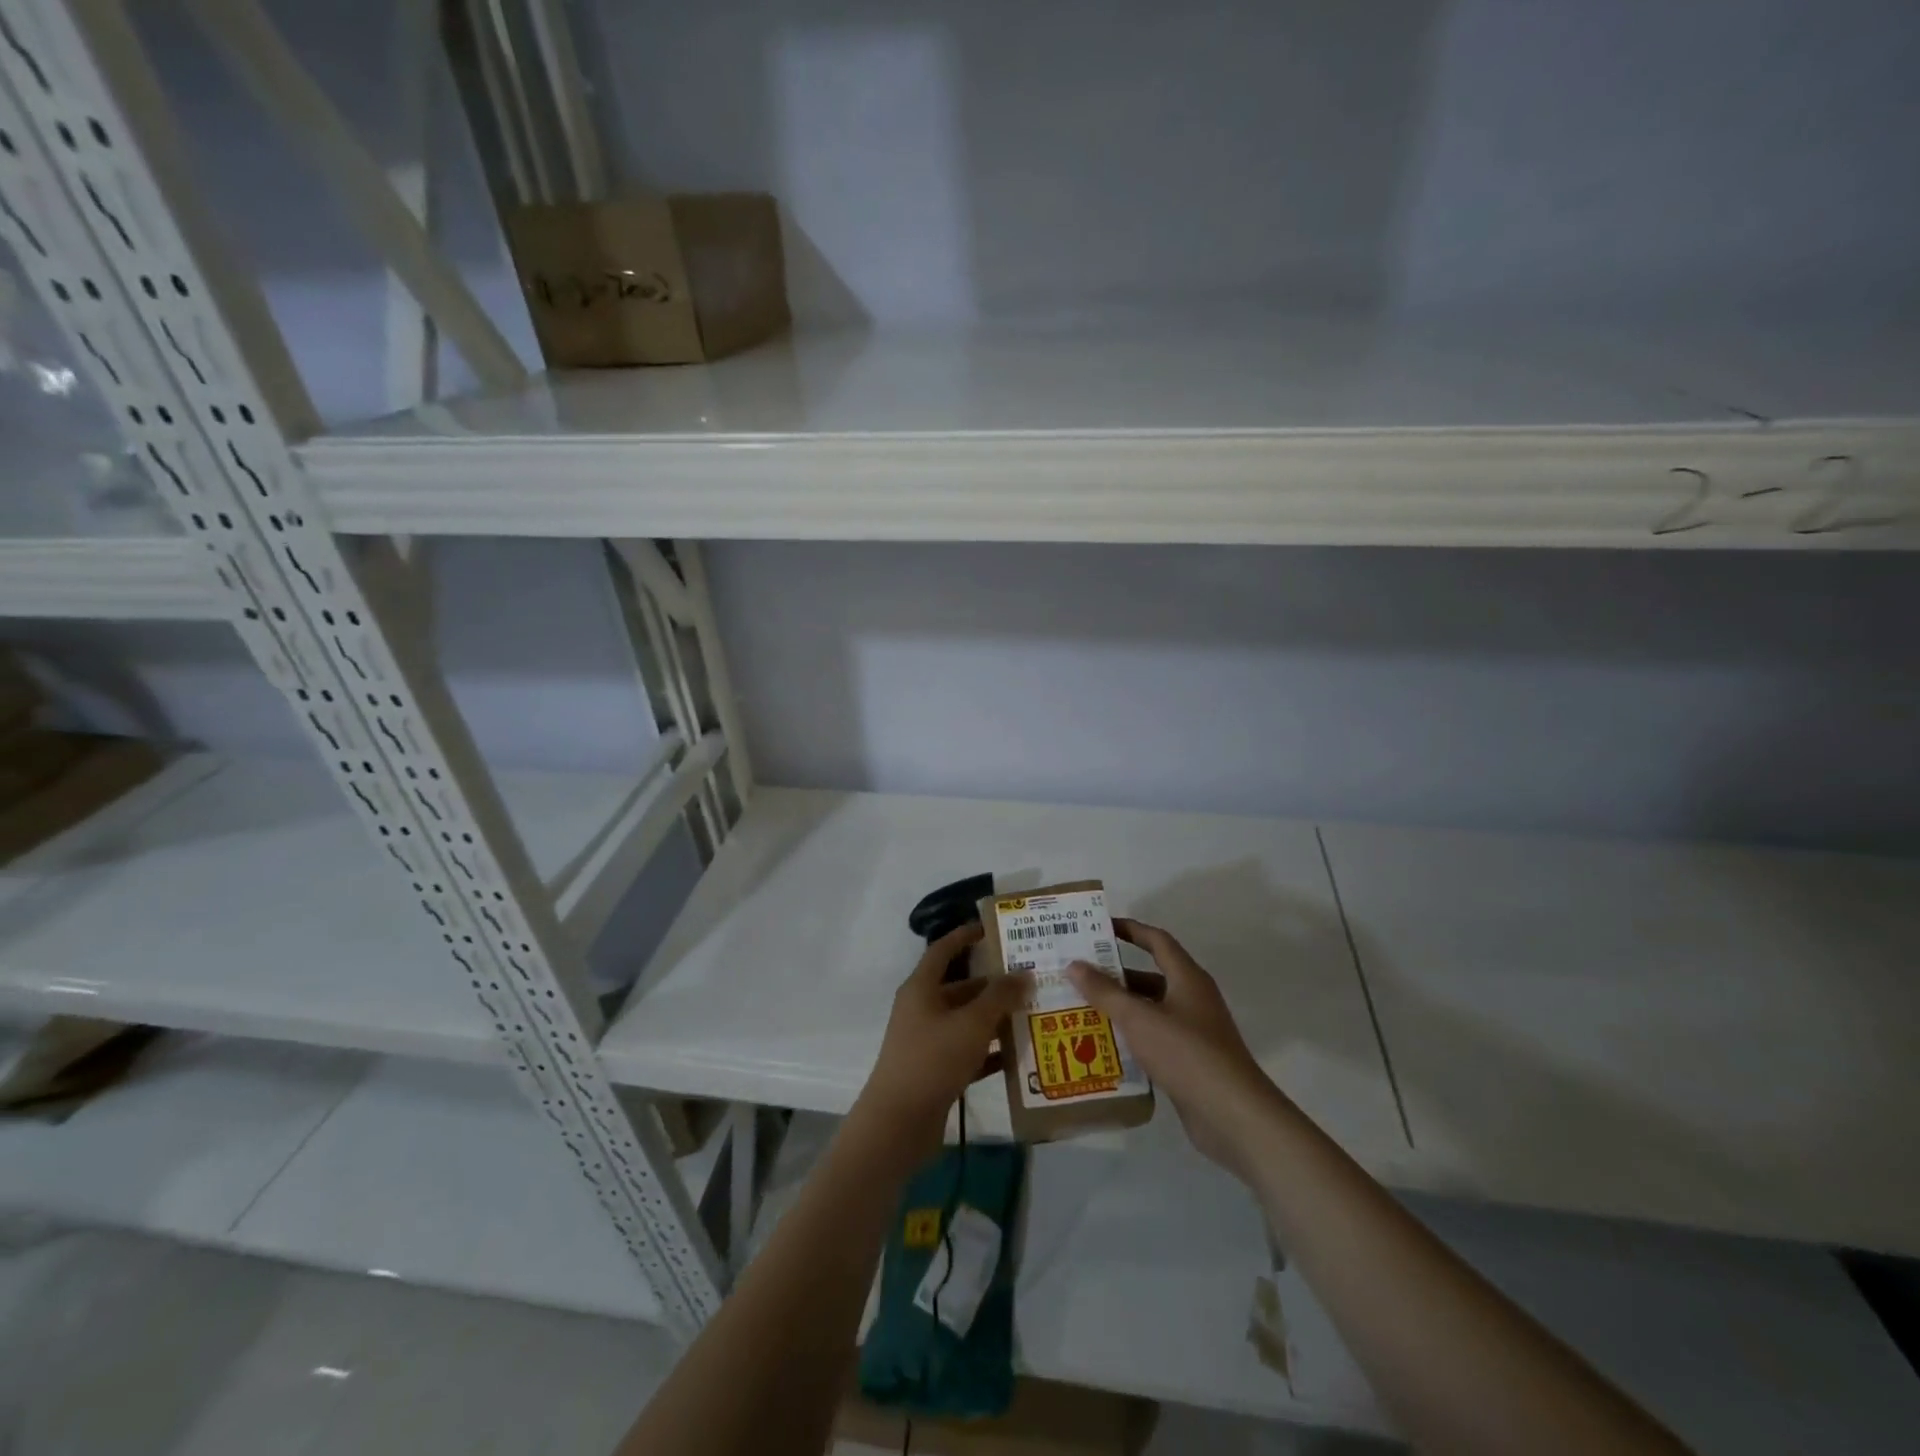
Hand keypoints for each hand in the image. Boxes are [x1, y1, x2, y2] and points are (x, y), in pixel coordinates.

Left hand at [852, 923, 1031, 1162]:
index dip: (965, 936)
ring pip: (967, 1020)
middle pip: (961, 987)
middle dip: (994, 983)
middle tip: (1030, 978)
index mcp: (922, 988)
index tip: (992, 928)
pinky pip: (969, 1051)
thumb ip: (1000, 997)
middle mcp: (922, 1009)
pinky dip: (991, 1050)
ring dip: (996, 1018)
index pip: (943, 950)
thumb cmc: (932, 1060)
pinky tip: (1020, 1054)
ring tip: (1033, 1012)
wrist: (898, 1124)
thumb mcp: (971, 1023)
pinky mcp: (936, 1070)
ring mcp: (928, 1041)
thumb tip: (1024, 973)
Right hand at [1069, 918, 1283, 1182]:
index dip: (1130, 929)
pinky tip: (1103, 1045)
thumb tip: (1074, 964)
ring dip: (1121, 1007)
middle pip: (1151, 975)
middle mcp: (1193, 999)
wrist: (1233, 1115)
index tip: (1100, 926)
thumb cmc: (1186, 1053)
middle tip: (1079, 972)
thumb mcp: (1139, 1018)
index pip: (1157, 941)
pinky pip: (1155, 1038)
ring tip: (1082, 1008)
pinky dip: (1132, 1036)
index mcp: (1187, 978)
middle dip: (1116, 973)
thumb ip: (1104, 992)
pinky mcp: (1190, 1061)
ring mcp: (1194, 1032)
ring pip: (1151, 1009)